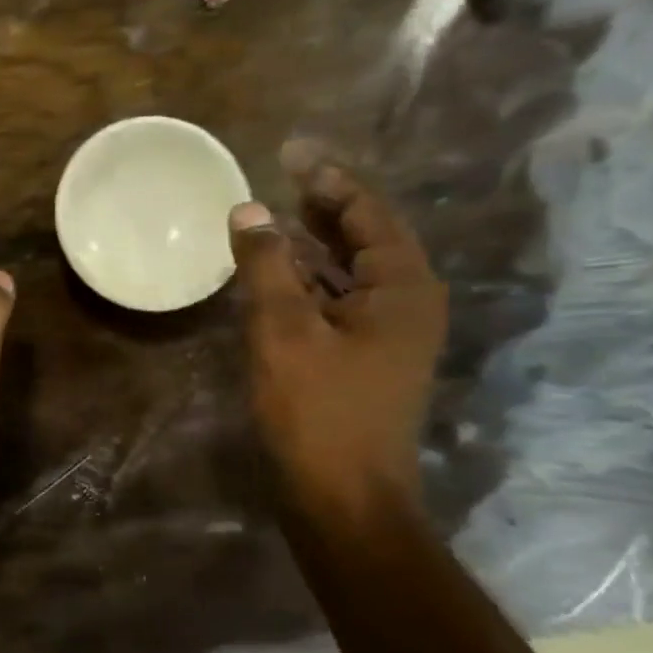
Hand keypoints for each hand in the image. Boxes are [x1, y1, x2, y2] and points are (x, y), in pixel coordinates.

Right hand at [230, 144, 446, 528]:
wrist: (341, 499)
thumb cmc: (317, 410)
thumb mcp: (284, 329)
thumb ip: (267, 265)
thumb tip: (248, 209)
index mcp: (402, 288)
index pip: (368, 214)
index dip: (328, 181)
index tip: (290, 153)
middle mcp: (404, 304)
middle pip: (363, 239)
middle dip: (321, 208)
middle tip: (278, 178)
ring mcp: (384, 336)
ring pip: (346, 273)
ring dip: (309, 246)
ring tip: (267, 218)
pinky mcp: (360, 360)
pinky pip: (333, 303)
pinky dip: (304, 283)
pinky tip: (270, 277)